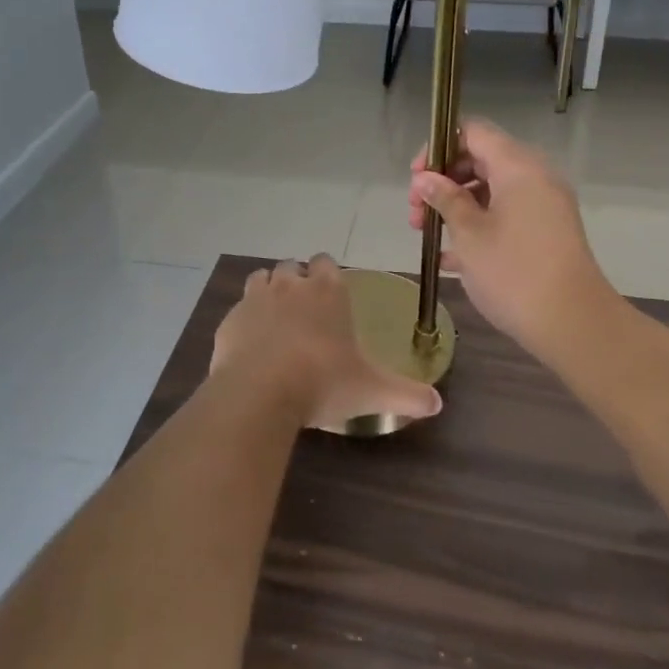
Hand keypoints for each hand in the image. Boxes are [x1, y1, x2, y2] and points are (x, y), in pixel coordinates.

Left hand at [210, 255, 442, 432]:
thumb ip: (406, 394)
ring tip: (276, 321)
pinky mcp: (231, 318)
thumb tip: (438, 405)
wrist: (260, 390)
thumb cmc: (323, 381)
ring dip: (269, 291)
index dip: (327, 275)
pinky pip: (239, 308)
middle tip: (304, 312)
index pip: (327, 263)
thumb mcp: (371, 390)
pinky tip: (251, 344)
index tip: (330, 296)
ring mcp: (257, 298)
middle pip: (293, 267)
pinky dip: (245, 319)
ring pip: (262, 278)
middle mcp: (292, 285)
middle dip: (298, 281)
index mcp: (328, 291)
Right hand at [409, 120, 619, 361]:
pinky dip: (479, 224)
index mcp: (518, 166)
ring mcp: (545, 204)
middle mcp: (535, 176)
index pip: (473, 132)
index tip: (416, 178)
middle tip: (417, 213)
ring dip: (457, 206)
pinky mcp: (548, 231)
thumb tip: (425, 178)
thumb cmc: (513, 272)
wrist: (573, 323)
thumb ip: (445, 199)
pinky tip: (451, 258)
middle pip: (481, 159)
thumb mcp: (469, 234)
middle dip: (444, 182)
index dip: (439, 148)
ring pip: (492, 190)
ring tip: (429, 237)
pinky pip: (507, 213)